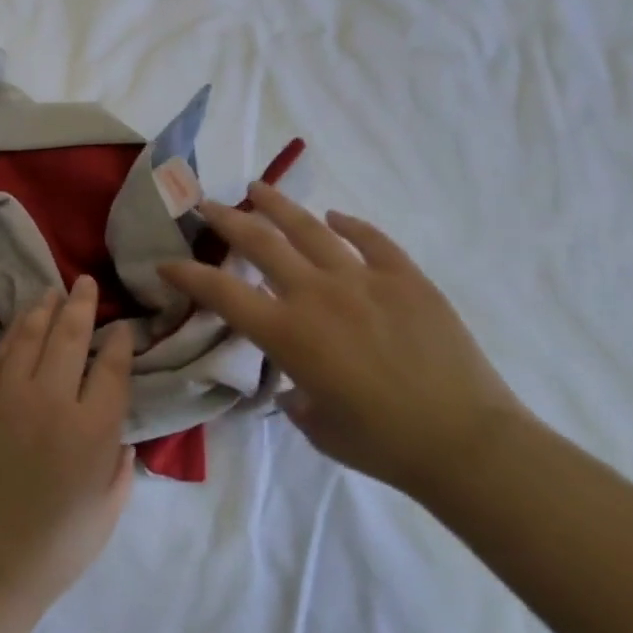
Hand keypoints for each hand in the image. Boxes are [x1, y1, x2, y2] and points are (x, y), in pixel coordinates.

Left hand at [0, 277, 135, 616]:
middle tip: (84, 283)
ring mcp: (5, 397)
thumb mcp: (109, 508)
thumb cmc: (55, 547)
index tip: (122, 327)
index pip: (112, 367)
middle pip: (69, 336)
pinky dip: (10, 338)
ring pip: (27, 337)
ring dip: (42, 310)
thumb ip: (119, 460)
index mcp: (92, 429)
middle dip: (80, 304)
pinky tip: (17, 329)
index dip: (120, 341)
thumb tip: (117, 428)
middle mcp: (50, 401)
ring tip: (51, 293)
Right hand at [159, 183, 528, 494]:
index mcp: (288, 334)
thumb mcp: (316, 424)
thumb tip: (296, 384)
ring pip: (311, 229)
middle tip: (207, 204)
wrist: (466, 443)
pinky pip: (373, 241)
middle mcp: (317, 296)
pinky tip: (335, 217)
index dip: (187, 275)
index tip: (166, 263)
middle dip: (227, 220)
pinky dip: (350, 225)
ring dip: (278, 206)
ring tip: (258, 188)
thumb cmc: (381, 444)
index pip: (222, 293)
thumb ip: (295, 396)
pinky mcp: (407, 280)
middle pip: (261, 243)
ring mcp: (365, 281)